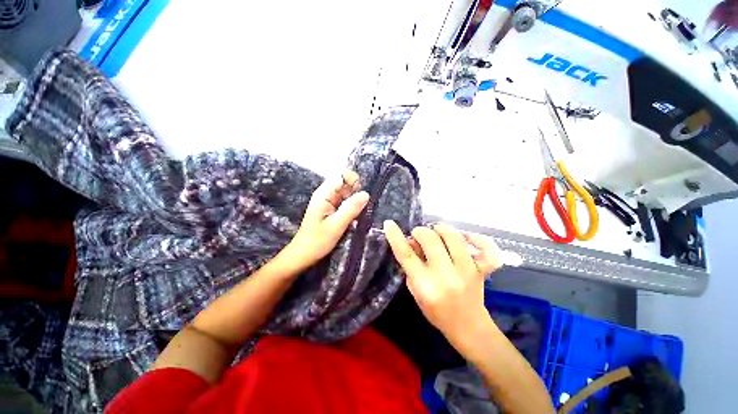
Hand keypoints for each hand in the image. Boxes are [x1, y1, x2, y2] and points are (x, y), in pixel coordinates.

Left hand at [283, 171, 368, 270]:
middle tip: (364, 206)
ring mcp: (329, 202)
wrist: (303, 255)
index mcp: (324, 194)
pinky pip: (346, 202)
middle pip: (345, 184)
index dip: (354, 180)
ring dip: (356, 199)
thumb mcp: (336, 225)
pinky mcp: (332, 210)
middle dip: (357, 191)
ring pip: (347, 193)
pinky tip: (357, 216)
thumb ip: (350, 209)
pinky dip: (353, 206)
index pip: (341, 176)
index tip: (363, 194)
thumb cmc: (317, 241)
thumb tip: (366, 194)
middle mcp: (327, 195)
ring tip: (362, 211)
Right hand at [383, 221, 501, 350]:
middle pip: (430, 239)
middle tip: (418, 235)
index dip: (395, 237)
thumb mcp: (415, 291)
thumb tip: (410, 241)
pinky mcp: (482, 270)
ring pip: (453, 236)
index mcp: (425, 285)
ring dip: (440, 229)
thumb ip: (411, 265)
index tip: (389, 223)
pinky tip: (466, 237)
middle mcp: (446, 276)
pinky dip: (477, 238)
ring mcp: (467, 271)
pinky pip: (486, 248)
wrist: (468, 327)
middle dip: (420, 231)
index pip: (406, 255)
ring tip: (436, 232)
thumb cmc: (436, 311)